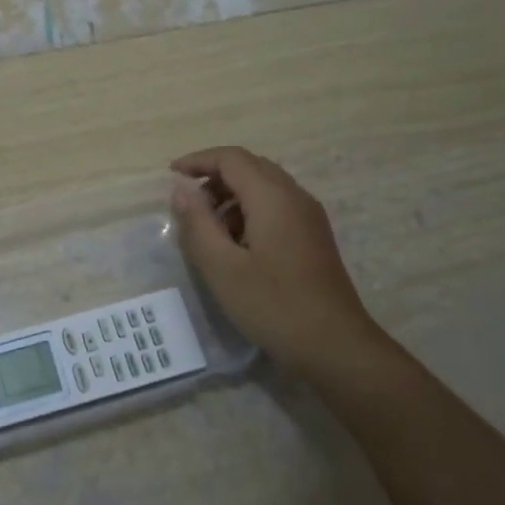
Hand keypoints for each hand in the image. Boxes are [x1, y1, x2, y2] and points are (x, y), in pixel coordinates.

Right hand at [169, 147, 391, 378]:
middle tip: (187, 202)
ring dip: (231, 196)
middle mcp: (295, 197)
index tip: (170, 175)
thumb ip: (197, 223)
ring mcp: (309, 218)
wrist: (334, 346)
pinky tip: (235, 245)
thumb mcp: (221, 267)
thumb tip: (181, 188)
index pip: (231, 158)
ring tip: (207, 228)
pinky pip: (276, 207)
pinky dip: (249, 211)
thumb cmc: (272, 305)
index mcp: (273, 198)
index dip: (198, 160)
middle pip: (250, 167)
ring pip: (265, 187)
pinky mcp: (313, 237)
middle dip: (214, 176)